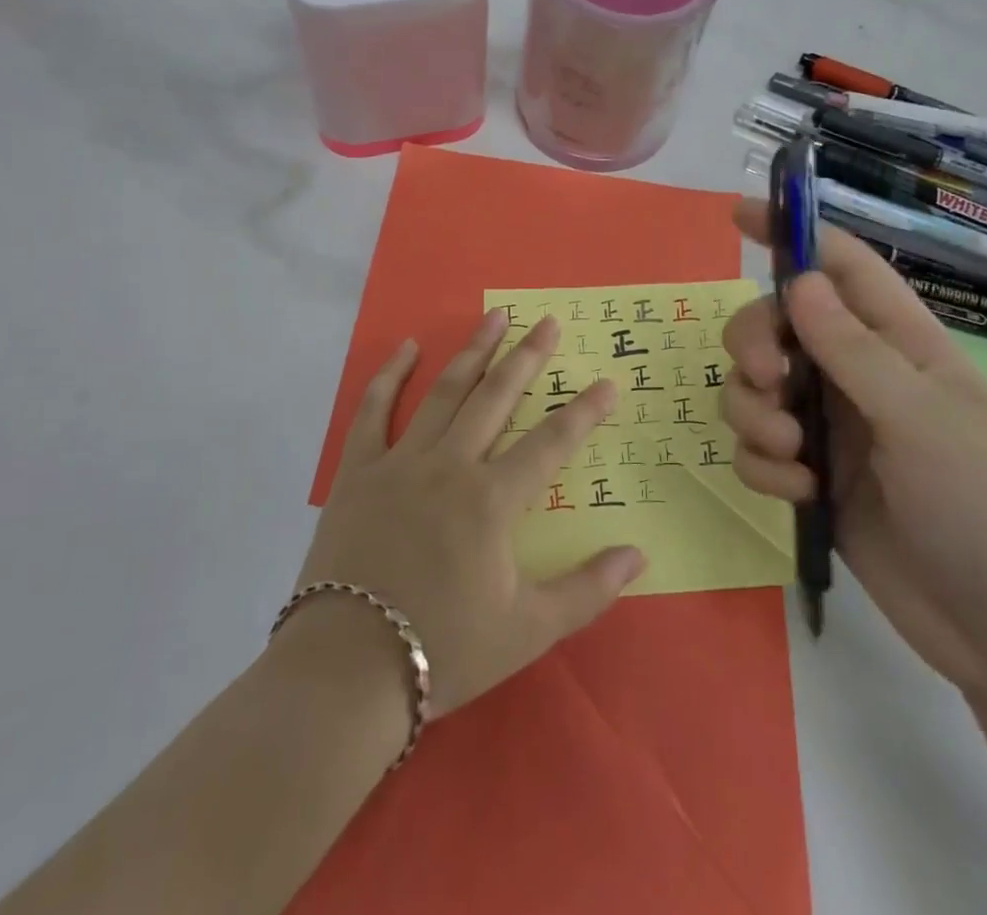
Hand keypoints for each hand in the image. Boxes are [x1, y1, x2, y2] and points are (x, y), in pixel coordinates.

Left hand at [297, 311, 646, 717]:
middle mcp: (451, 465)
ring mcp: (401, 462)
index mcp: (492, 500)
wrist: (347, 670)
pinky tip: (407, 348)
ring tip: (494, 316)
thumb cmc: (443, 649)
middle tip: (548, 322)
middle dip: (527, 357)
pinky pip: (374, 412)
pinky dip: (390, 377)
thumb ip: (587, 590)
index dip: (584, 412)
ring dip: (473, 352)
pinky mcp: (359, 471)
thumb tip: (639, 554)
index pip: (551, 443)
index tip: (608, 383)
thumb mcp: (527, 630)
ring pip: (445, 393)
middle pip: (496, 397)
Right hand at [721, 201, 986, 696]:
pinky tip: (800, 493)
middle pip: (776, 322)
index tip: (737, 214)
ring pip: (754, 385)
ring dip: (755, 412)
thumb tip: (799, 279)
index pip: (840, 264)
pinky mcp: (809, 473)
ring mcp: (830, 425)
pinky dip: (763, 464)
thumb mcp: (923, 420)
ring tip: (793, 456)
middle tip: (767, 380)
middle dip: (754, 343)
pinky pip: (755, 446)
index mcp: (899, 342)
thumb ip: (854, 349)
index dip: (792, 231)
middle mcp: (857, 373)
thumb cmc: (985, 509)